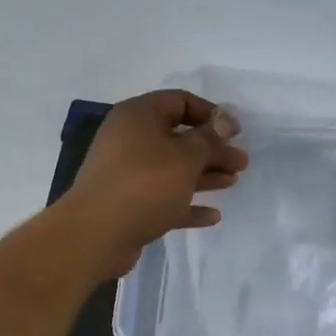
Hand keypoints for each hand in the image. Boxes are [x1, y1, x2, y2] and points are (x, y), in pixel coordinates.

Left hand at [61, 90, 247, 278]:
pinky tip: (212, 216)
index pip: (180, 101)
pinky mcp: (128, 203)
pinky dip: (187, 203)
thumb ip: (209, 139)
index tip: (236, 132)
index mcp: (139, 116)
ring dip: (204, 174)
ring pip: (173, 168)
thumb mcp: (185, 157)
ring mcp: (127, 173)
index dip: (211, 114)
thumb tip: (223, 121)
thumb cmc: (144, 184)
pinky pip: (164, 197)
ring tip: (233, 182)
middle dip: (212, 149)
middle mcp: (130, 139)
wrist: (95, 234)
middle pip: (179, 137)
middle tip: (240, 163)